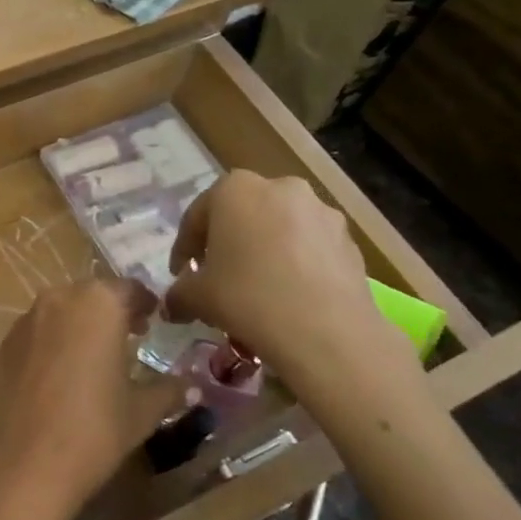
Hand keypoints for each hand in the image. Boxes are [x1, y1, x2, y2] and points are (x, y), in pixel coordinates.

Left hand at [0, 280, 184, 518]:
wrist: (27, 462)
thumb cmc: (95, 430)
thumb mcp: (142, 411)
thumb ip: (169, 390)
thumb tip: (192, 386)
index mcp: (99, 303)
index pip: (129, 289)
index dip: (144, 303)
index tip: (154, 319)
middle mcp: (60, 299)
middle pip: (92, 294)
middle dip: (112, 310)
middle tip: (130, 335)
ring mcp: (27, 319)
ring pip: (62, 309)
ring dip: (81, 322)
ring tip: (96, 353)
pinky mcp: (6, 342)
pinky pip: (38, 329)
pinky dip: (54, 339)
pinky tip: (63, 370)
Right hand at [164, 172, 413, 391]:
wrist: (327, 332)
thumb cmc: (247, 298)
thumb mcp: (198, 297)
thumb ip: (179, 294)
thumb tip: (171, 306)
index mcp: (234, 189)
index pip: (197, 217)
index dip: (184, 249)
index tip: (179, 274)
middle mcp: (279, 187)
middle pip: (241, 215)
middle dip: (227, 242)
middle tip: (218, 275)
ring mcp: (320, 210)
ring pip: (279, 227)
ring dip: (264, 250)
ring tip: (258, 286)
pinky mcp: (349, 238)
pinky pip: (310, 246)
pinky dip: (296, 262)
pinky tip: (290, 294)